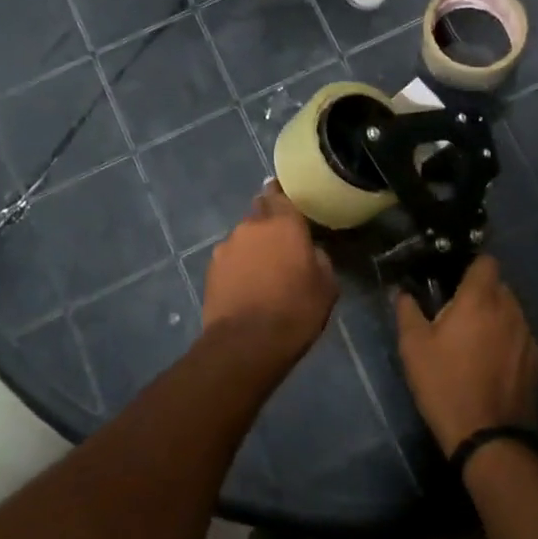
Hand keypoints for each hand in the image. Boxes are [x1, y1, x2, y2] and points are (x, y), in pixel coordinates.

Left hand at [201, 184, 337, 373]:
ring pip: (244, 238)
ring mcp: (227, 246)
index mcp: (284, 223)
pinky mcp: (211, 269)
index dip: (281, 196)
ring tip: (263, 271)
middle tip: (281, 243)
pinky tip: (247, 286)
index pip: (279, 194)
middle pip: (259, 213)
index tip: (286, 201)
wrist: (246, 344)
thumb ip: (319, 259)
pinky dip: (239, 266)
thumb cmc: (295, 311)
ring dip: (253, 247)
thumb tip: (310, 252)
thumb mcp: (326, 286)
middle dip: (269, 223)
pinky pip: (230, 258)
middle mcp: (251, 226)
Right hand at [394, 256, 537, 455]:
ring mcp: (528, 335)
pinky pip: (520, 338)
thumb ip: (407, 311)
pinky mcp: (537, 361)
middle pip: (499, 287)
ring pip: (511, 312)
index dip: (471, 267)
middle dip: (481, 295)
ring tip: (475, 343)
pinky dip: (508, 342)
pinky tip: (493, 365)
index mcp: (480, 299)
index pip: (486, 262)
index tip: (455, 281)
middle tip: (458, 316)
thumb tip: (402, 292)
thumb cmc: (445, 384)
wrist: (487, 436)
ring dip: (496, 318)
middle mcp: (510, 309)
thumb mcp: (413, 348)